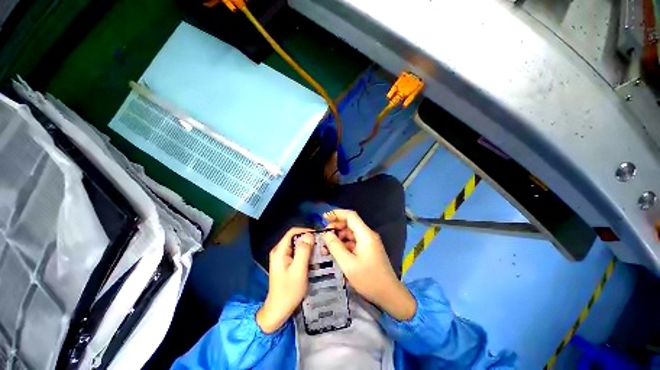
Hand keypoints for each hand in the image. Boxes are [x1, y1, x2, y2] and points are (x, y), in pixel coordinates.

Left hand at [257, 227, 313, 332]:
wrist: (278, 310)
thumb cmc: (288, 291)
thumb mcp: (298, 270)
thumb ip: (303, 251)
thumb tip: (310, 234)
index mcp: (280, 250)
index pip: (293, 232)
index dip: (306, 231)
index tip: (318, 236)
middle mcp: (280, 251)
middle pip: (296, 238)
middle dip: (309, 240)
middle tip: (321, 246)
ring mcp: (282, 257)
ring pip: (298, 245)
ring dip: (309, 248)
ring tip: (320, 253)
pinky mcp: (286, 263)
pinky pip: (297, 253)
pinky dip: (306, 254)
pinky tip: (313, 261)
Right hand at [321, 209, 415, 320]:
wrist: (389, 295)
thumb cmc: (368, 279)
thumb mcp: (348, 264)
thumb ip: (335, 246)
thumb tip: (326, 234)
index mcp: (365, 234)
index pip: (350, 216)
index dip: (337, 213)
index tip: (324, 217)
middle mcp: (368, 235)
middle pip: (350, 224)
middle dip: (335, 227)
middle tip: (324, 236)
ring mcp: (368, 242)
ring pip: (350, 234)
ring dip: (338, 237)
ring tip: (326, 247)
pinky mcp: (368, 249)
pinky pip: (353, 242)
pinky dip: (344, 244)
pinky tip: (336, 252)